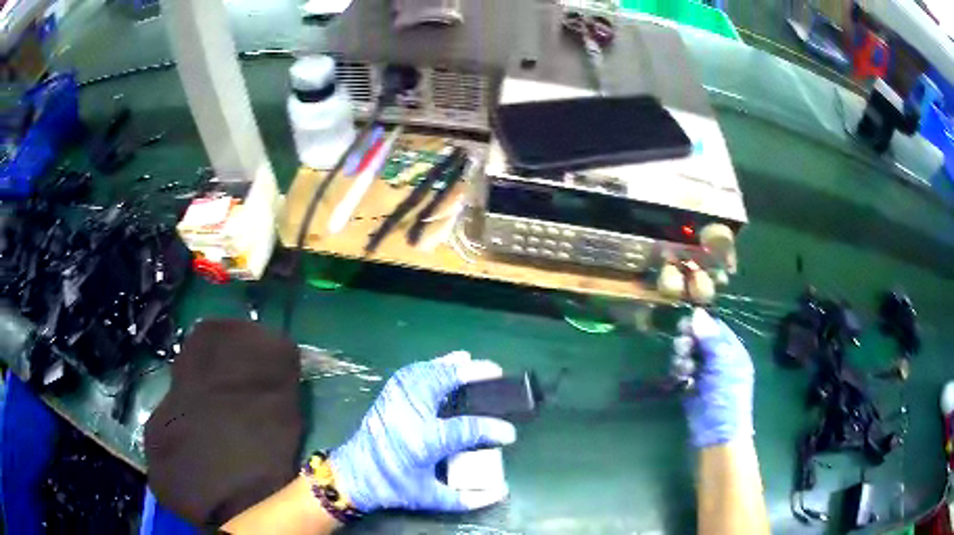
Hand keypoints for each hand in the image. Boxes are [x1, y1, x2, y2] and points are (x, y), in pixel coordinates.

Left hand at [329, 351, 516, 512]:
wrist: (354, 475)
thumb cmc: (394, 487)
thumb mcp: (431, 499)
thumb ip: (468, 498)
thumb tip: (502, 492)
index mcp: (423, 440)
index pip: (466, 428)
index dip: (493, 429)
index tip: (510, 433)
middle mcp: (410, 413)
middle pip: (444, 382)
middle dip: (473, 373)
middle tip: (496, 371)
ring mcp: (396, 400)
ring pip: (427, 371)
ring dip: (451, 365)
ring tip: (471, 362)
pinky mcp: (388, 396)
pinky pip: (412, 372)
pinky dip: (430, 365)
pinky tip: (442, 364)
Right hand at [682, 308, 754, 447]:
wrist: (717, 435)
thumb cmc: (726, 397)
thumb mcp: (722, 364)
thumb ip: (710, 338)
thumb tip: (697, 312)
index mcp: (732, 351)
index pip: (715, 328)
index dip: (700, 324)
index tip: (685, 325)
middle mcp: (718, 359)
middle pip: (699, 339)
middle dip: (688, 342)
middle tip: (682, 349)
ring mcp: (704, 374)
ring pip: (688, 354)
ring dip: (682, 357)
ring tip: (683, 369)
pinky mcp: (691, 387)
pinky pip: (682, 371)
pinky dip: (679, 371)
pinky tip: (680, 378)